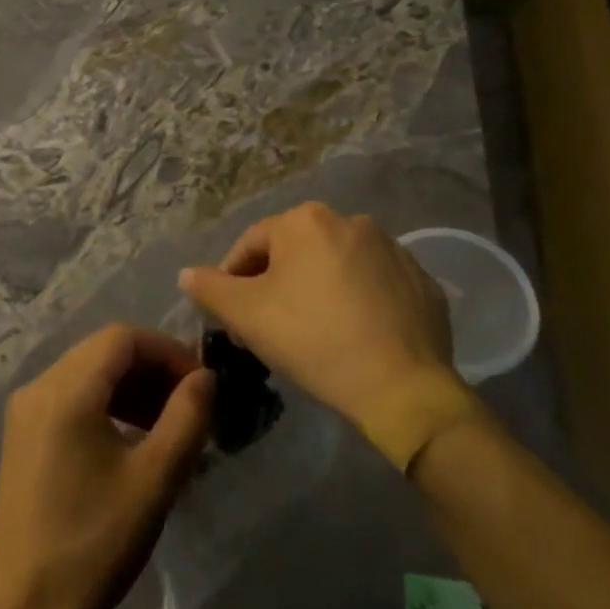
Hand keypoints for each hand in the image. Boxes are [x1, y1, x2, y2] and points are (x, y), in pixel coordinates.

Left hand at [0, 325, 213, 608]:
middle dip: (152, 368)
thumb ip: (186, 418)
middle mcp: (38, 386)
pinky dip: (106, 404)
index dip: (167, 351)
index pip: (123, 338)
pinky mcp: (23, 435)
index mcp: (65, 390)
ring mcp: (25, 410)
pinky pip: (71, 397)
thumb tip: (205, 377)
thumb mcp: (153, 481)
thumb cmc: (92, 544)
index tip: (201, 386)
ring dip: (131, 387)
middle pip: (103, 351)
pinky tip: (132, 439)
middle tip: (190, 406)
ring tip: (168, 426)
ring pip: (88, 372)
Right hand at [177, 202, 479, 470]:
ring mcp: (393, 248)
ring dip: (317, 289)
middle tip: (269, 326)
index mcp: (305, 220)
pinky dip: (357, 301)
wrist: (403, 387)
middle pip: (294, 253)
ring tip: (313, 332)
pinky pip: (373, 284)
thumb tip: (188, 274)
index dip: (233, 280)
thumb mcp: (246, 315)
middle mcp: (351, 221)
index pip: (251, 245)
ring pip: (335, 266)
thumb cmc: (313, 340)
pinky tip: (354, 334)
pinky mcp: (421, 279)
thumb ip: (209, 288)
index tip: (232, 318)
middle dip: (275, 284)